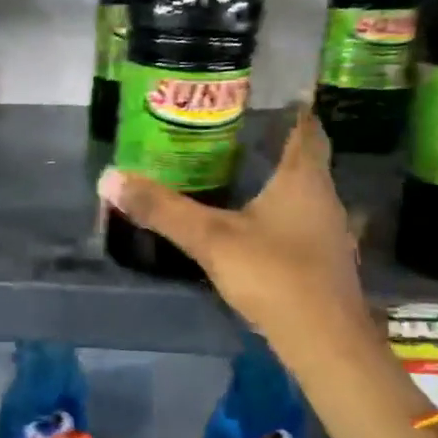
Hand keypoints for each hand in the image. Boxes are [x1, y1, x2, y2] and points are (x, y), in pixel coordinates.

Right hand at [98, 104, 367, 349]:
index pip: (305, 126)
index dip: (287, 107)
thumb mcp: (210, 239)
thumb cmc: (274, 275)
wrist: (324, 341)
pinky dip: (275, 211)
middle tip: (227, 133)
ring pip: (300, 190)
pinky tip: (248, 222)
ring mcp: (327, 230)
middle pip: (302, 157)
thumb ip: (162, 210)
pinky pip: (297, 219)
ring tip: (231, 172)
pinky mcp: (322, 258)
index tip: (257, 95)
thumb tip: (110, 179)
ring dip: (272, 179)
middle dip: (269, 142)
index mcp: (303, 178)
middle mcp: (323, 196)